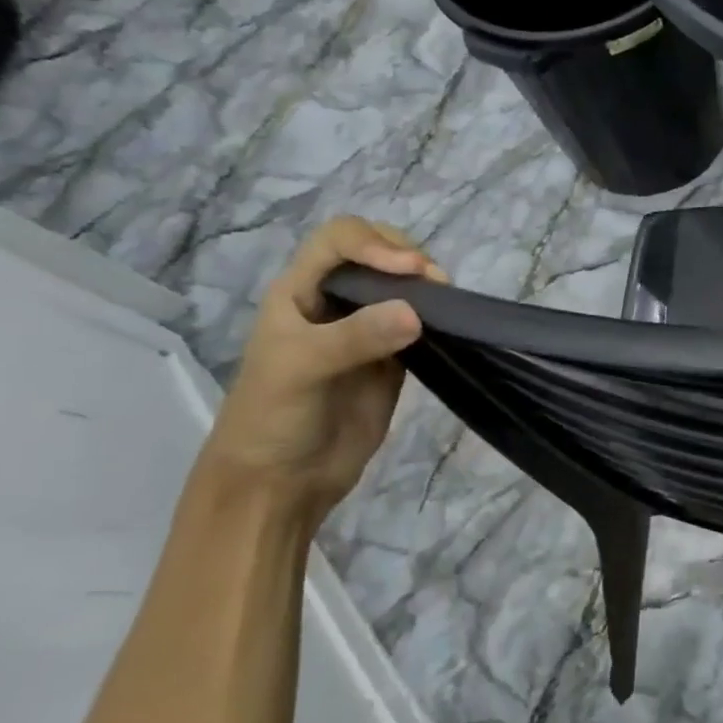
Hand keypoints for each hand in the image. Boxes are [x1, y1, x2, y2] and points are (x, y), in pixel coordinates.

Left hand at [204, 218, 445, 518]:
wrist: (282, 482)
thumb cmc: (272, 418)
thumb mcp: (300, 369)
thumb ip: (354, 338)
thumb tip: (416, 313)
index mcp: (300, 292)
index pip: (340, 240)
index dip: (375, 244)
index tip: (409, 270)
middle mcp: (335, 304)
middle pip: (377, 255)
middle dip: (408, 259)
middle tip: (436, 285)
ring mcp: (367, 333)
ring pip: (403, 290)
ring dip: (428, 289)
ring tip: (449, 305)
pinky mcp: (393, 363)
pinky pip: (421, 328)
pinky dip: (438, 322)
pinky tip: (450, 328)